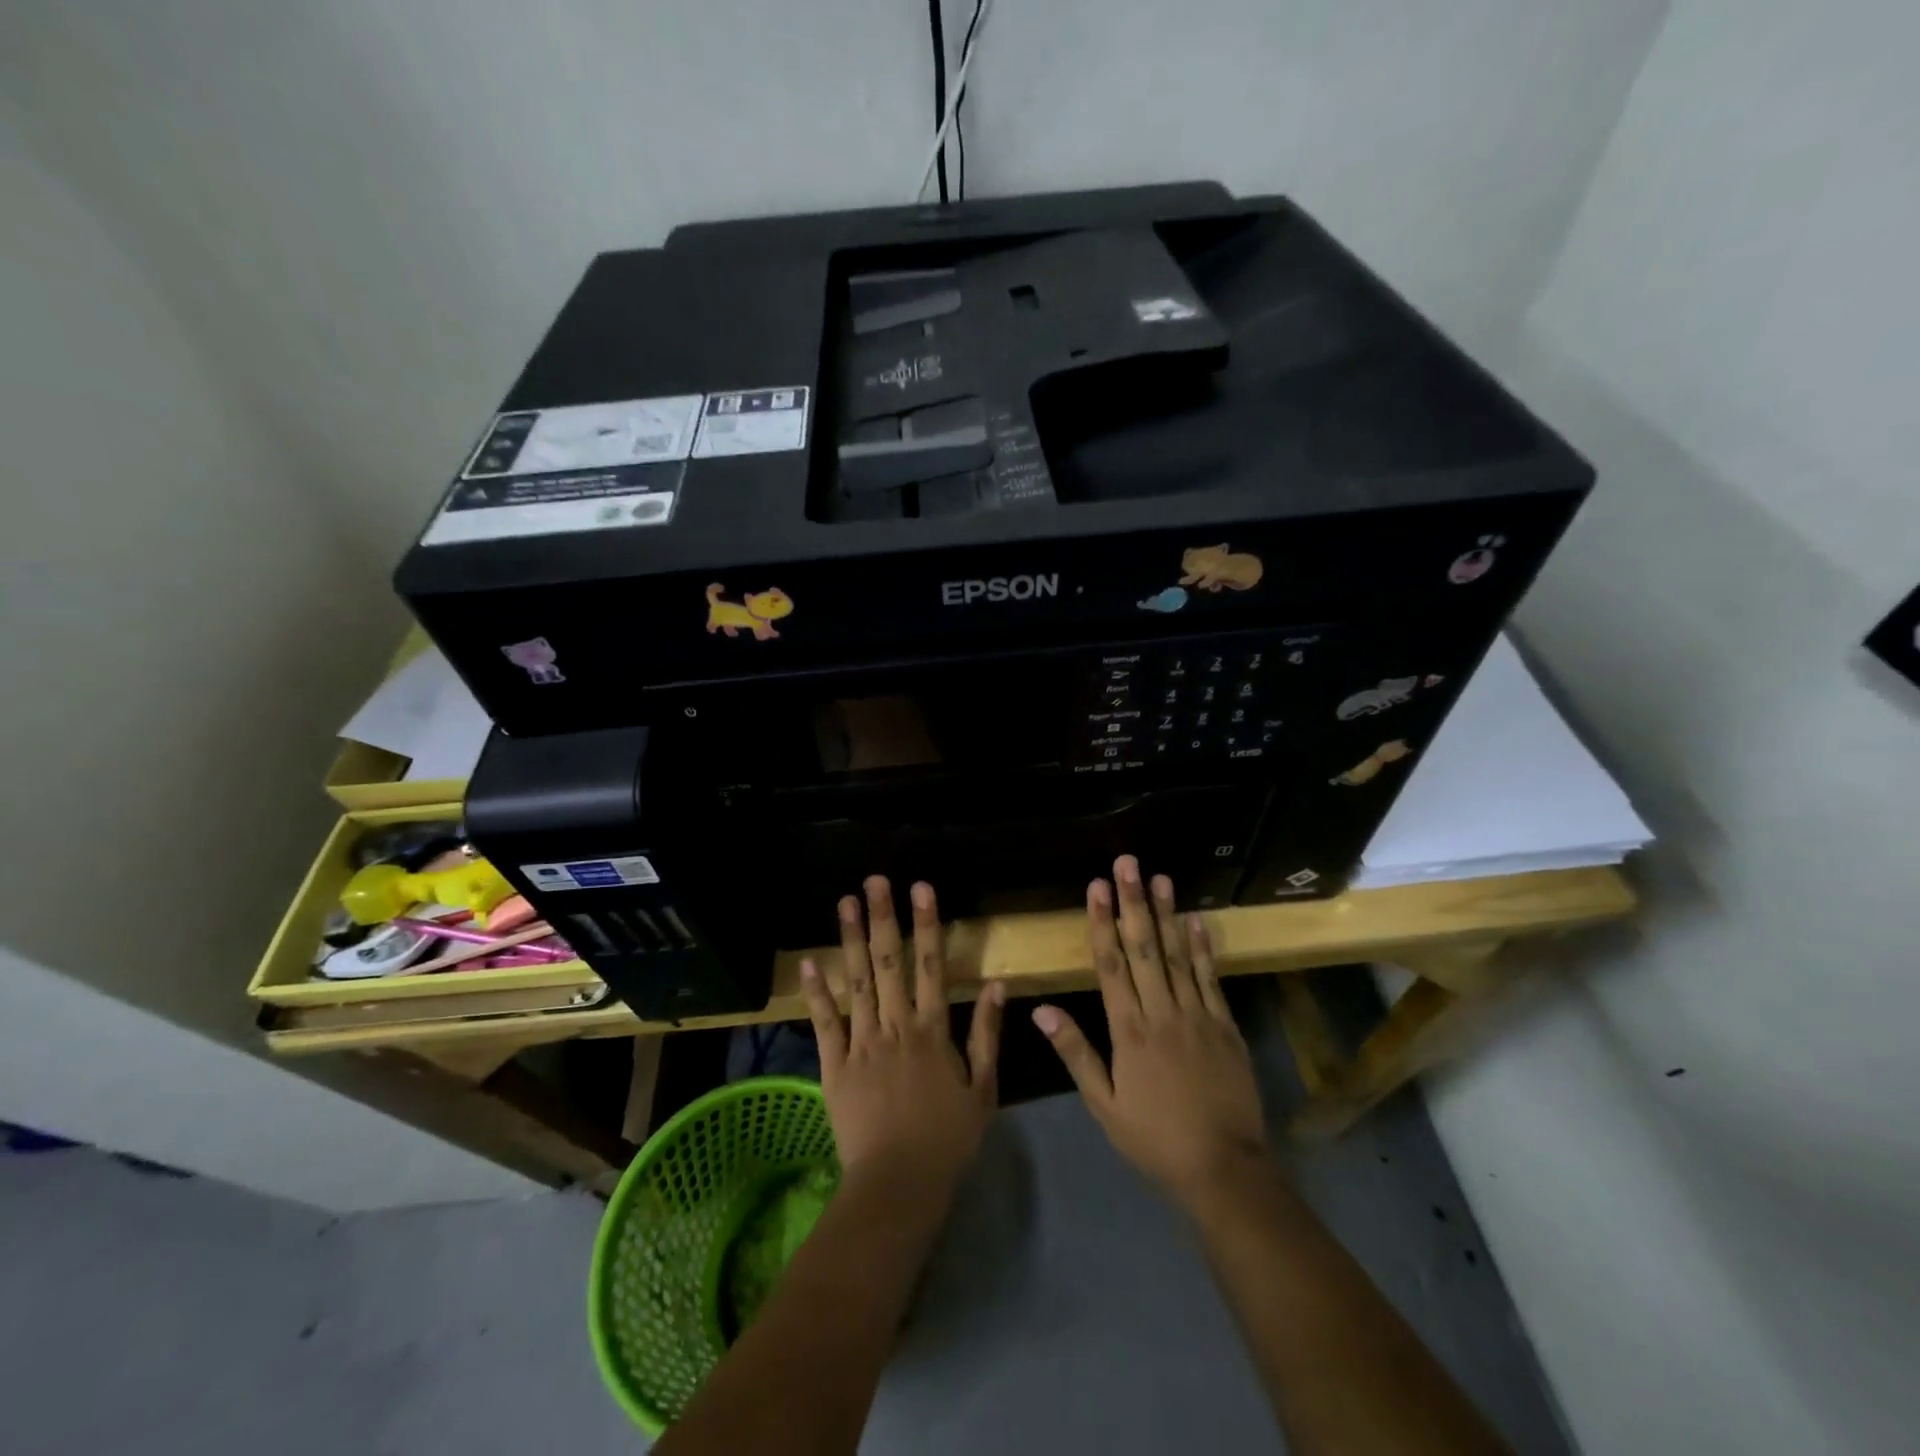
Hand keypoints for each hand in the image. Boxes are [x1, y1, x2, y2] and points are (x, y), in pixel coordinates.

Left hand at [801, 877, 1005, 1192]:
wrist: (899, 1184)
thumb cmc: (948, 1139)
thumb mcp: (983, 1088)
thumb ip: (987, 1034)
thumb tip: (998, 985)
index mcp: (932, 1030)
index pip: (930, 966)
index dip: (927, 924)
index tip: (921, 888)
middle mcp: (895, 1026)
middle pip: (889, 963)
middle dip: (883, 918)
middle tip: (875, 881)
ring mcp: (861, 1043)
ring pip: (857, 982)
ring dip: (850, 940)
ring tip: (844, 902)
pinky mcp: (834, 1065)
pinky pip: (824, 1023)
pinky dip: (816, 993)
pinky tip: (807, 962)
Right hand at [1034, 855, 1267, 1206]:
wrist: (1224, 1168)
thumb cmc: (1154, 1138)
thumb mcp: (1104, 1104)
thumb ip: (1075, 1053)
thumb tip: (1041, 1009)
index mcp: (1129, 1031)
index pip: (1111, 965)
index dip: (1102, 923)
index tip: (1096, 887)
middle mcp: (1162, 1013)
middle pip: (1144, 949)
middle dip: (1133, 903)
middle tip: (1128, 864)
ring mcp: (1198, 1016)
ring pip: (1178, 956)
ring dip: (1167, 914)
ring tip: (1160, 877)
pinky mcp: (1226, 1026)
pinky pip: (1211, 979)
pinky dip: (1202, 948)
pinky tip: (1195, 920)